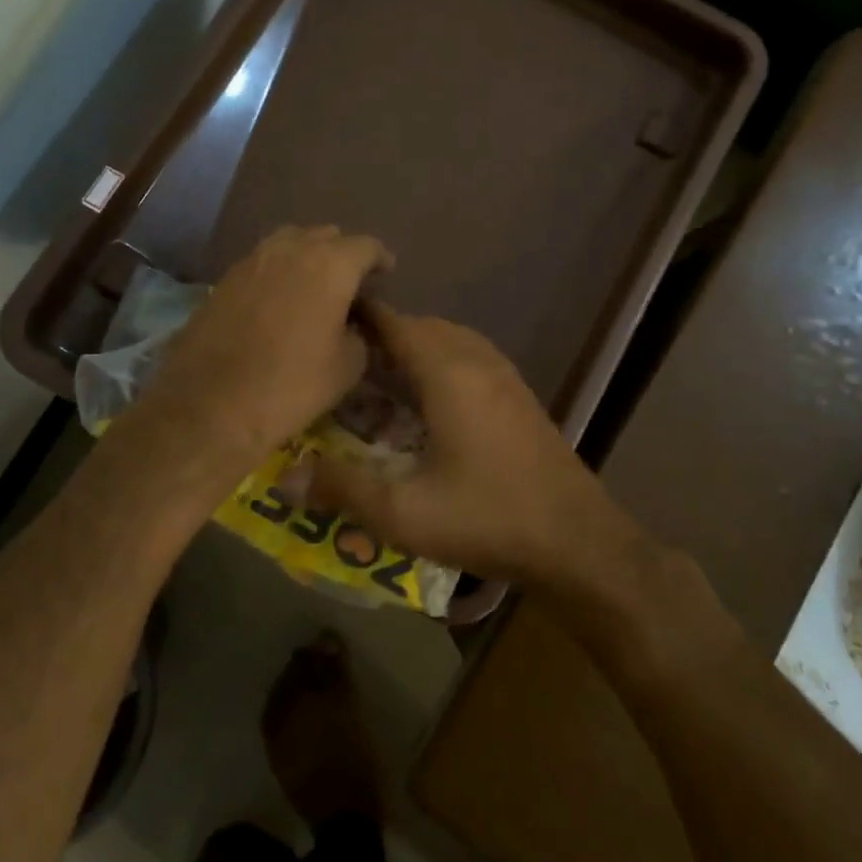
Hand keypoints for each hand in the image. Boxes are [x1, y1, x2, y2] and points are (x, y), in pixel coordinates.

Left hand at [124, 226, 390, 476]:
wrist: (212, 404)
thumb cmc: (293, 385)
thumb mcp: (347, 366)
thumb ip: (359, 335)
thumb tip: (351, 325)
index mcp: (331, 265)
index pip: (365, 246)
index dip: (380, 259)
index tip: (386, 273)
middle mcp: (291, 250)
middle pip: (325, 236)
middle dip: (343, 253)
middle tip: (351, 282)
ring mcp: (252, 261)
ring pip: (289, 243)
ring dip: (307, 256)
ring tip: (314, 285)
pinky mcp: (224, 280)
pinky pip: (262, 263)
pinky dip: (279, 272)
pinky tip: (280, 300)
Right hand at [308, 303, 646, 588]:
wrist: (577, 542)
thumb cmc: (487, 518)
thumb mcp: (403, 512)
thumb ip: (342, 489)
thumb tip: (283, 478)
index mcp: (448, 373)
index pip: (394, 323)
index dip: (357, 319)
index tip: (321, 327)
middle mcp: (477, 361)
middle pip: (421, 328)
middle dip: (381, 338)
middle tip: (342, 364)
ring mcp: (505, 377)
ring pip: (449, 342)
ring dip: (414, 351)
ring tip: (378, 380)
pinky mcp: (519, 398)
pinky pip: (470, 361)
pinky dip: (440, 366)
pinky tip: (426, 405)